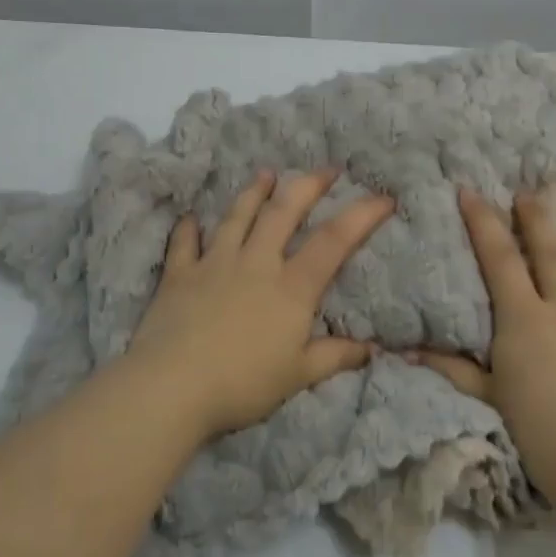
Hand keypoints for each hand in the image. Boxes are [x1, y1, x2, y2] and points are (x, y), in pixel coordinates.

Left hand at [127, 169, 395, 440]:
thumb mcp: (298, 376)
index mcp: (291, 287)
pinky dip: (188, 229)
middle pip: (283, 213)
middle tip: (326, 169)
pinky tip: (190, 218)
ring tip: (266, 173)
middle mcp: (255, 263)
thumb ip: (335, 357)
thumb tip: (370, 350)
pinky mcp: (179, 275)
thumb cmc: (243, 383)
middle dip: (308, 186)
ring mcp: (214, 264)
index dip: (362, 216)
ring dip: (253, 193)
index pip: (334, 241)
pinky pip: (185, 243)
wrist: (172, 387)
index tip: (384, 197)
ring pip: (237, 218)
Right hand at [415, 189, 555, 509]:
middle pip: (552, 255)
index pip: (500, 259)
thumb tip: (407, 350)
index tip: (470, 190)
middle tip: (528, 193)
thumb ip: (452, 368)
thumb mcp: (486, 396)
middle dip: (537, 220)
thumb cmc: (535, 429)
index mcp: (525, 318)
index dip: (483, 222)